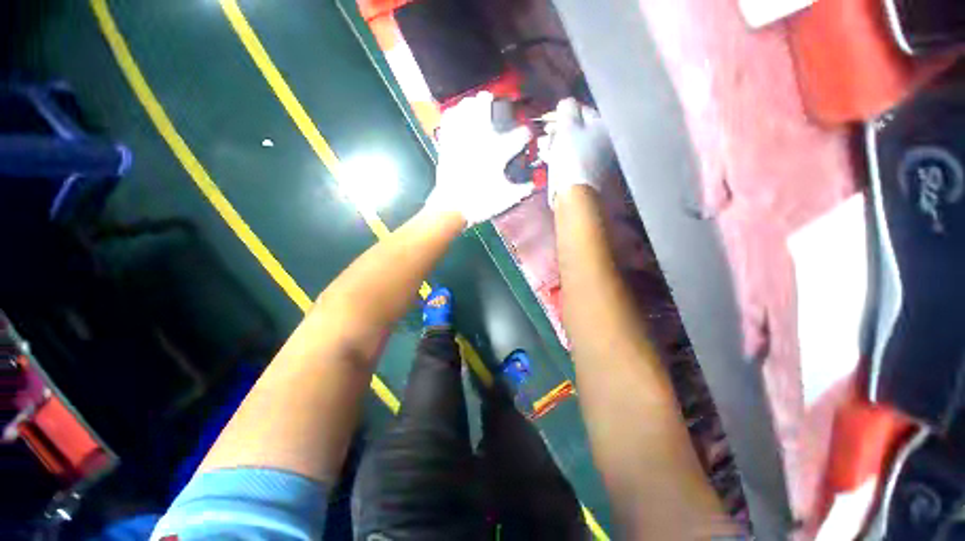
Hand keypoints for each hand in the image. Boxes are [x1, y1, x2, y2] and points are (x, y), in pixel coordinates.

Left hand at [426, 91, 533, 226]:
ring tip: (476, 104)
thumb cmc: (480, 203)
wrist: (452, 208)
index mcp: (498, 153)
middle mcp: (480, 140)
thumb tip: (534, 185)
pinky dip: (453, 114)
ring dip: (472, 104)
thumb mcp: (506, 199)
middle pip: (485, 107)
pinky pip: (448, 121)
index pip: (519, 135)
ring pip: (465, 109)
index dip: (527, 133)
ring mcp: (461, 140)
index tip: (528, 135)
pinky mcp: (447, 145)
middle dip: (492, 101)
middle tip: (495, 101)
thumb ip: (522, 190)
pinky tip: (457, 114)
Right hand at [539, 98, 614, 208]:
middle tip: (545, 134)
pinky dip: (562, 154)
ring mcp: (597, 158)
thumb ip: (567, 108)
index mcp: (603, 126)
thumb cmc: (571, 156)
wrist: (574, 191)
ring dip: (557, 142)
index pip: (582, 110)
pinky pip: (573, 157)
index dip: (563, 112)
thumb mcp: (567, 126)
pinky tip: (550, 158)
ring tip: (545, 147)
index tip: (547, 118)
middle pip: (578, 128)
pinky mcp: (587, 171)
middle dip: (559, 129)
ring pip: (574, 143)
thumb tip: (567, 103)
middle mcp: (604, 140)